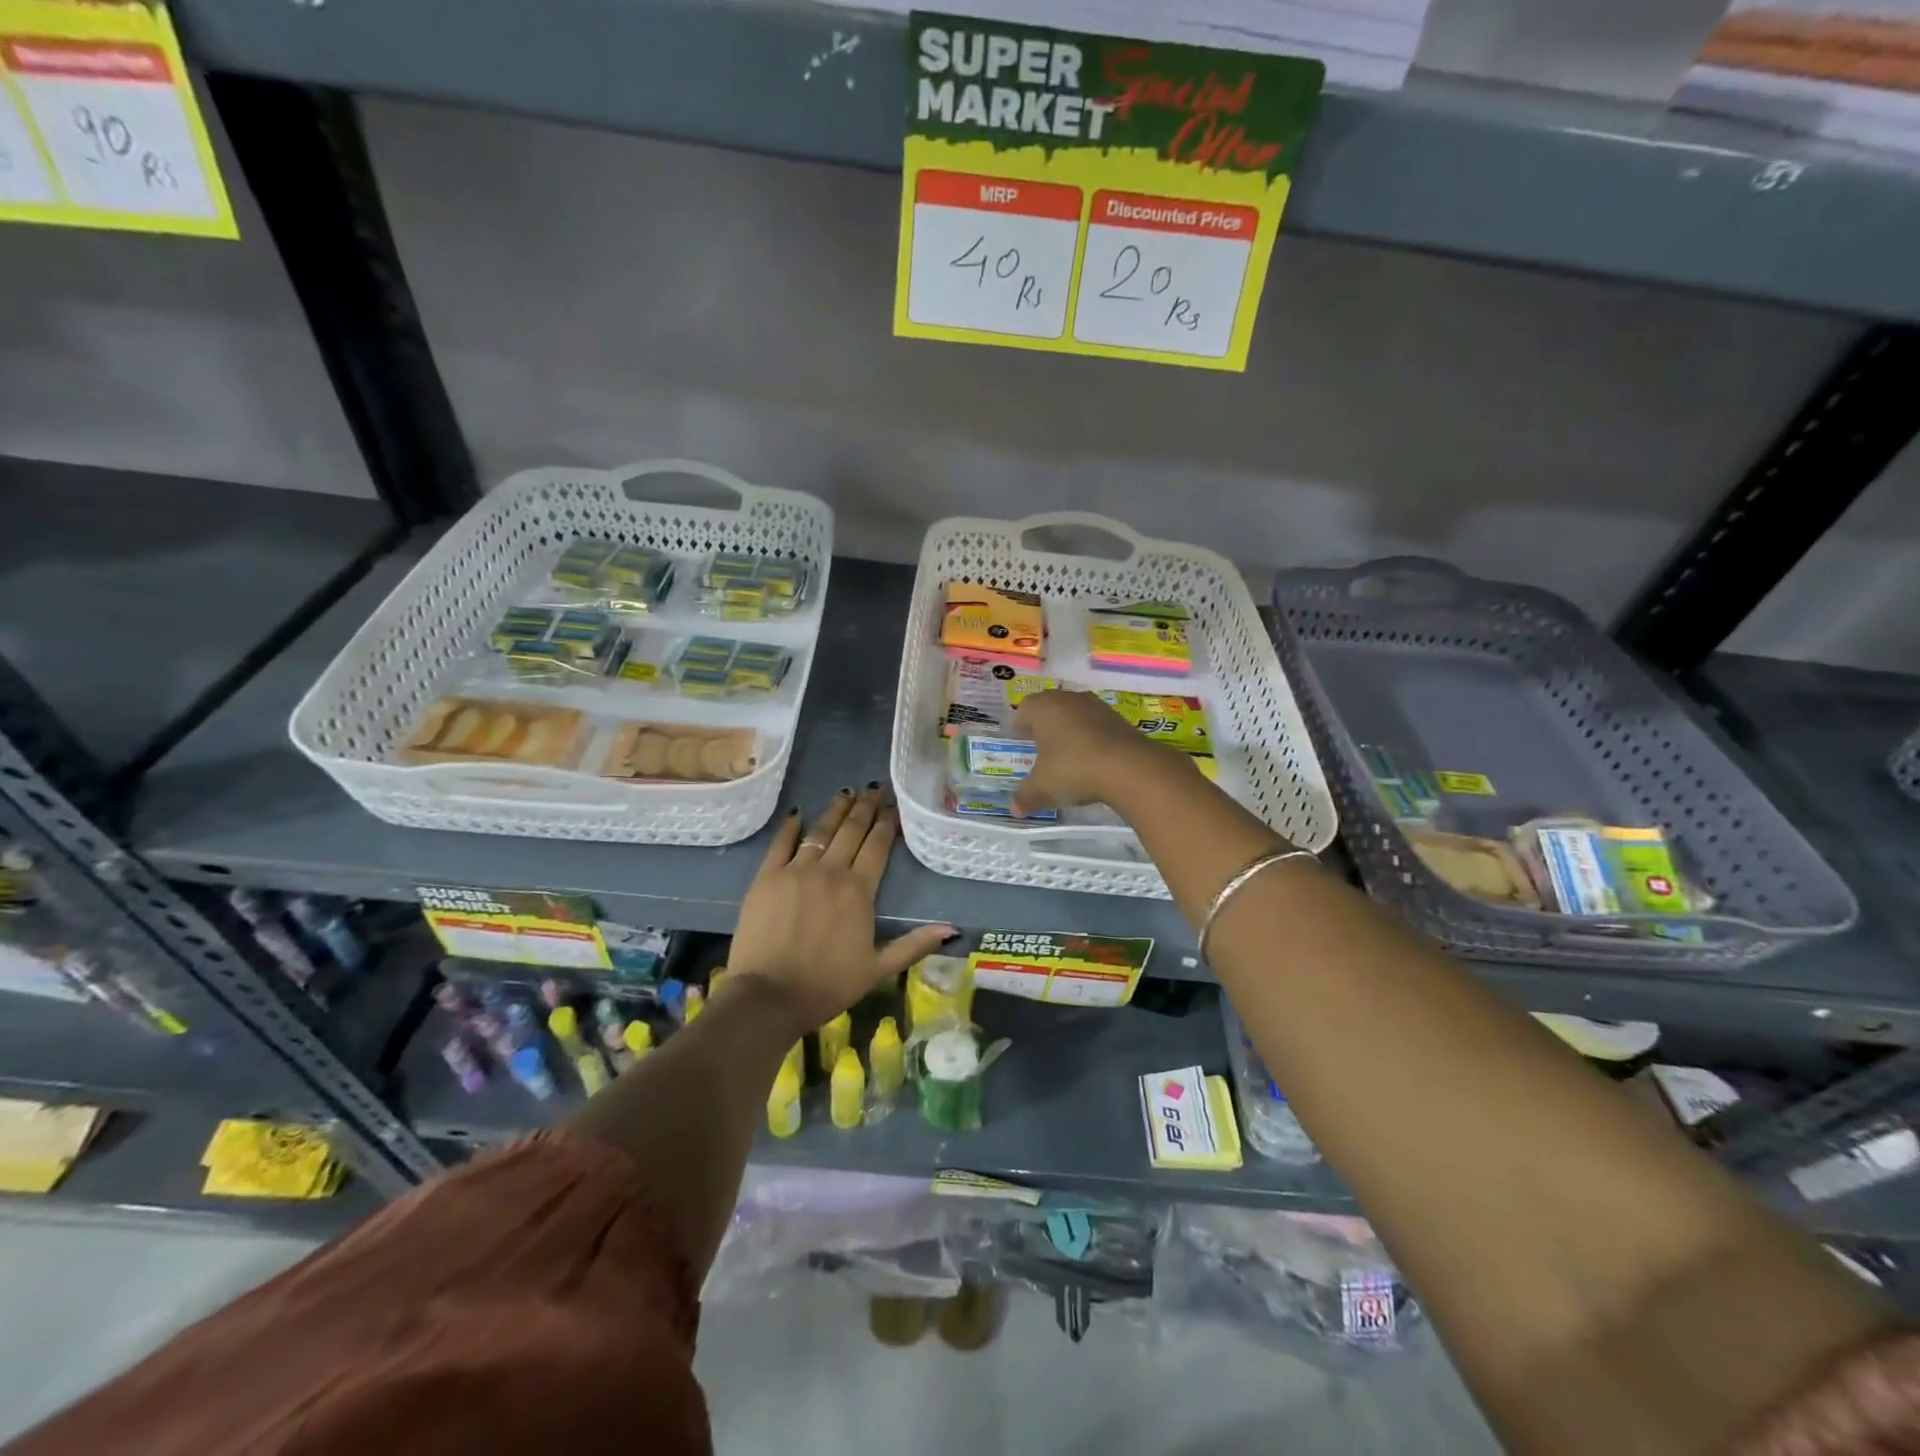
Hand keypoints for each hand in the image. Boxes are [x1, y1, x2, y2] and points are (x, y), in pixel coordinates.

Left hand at [726, 786, 954, 1033]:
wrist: (769, 997)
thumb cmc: (827, 985)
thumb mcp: (877, 969)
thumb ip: (914, 945)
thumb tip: (951, 928)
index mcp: (859, 891)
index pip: (878, 846)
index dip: (888, 823)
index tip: (894, 805)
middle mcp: (830, 871)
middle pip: (851, 830)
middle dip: (865, 807)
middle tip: (874, 787)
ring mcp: (796, 871)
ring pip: (820, 830)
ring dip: (835, 809)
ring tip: (846, 792)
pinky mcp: (766, 877)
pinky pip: (781, 843)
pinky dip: (791, 826)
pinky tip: (798, 813)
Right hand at [1011, 690, 1189, 815]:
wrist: (1130, 768)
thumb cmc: (1074, 769)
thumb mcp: (1043, 788)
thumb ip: (1025, 796)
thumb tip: (1014, 808)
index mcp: (1044, 708)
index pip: (1025, 708)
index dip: (1020, 723)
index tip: (1019, 737)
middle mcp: (1070, 700)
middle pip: (1051, 707)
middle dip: (1044, 725)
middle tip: (1039, 744)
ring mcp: (1098, 707)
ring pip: (1076, 714)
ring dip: (1070, 729)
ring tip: (1066, 753)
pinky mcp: (1120, 720)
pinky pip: (1097, 726)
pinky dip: (1091, 738)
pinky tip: (1091, 759)